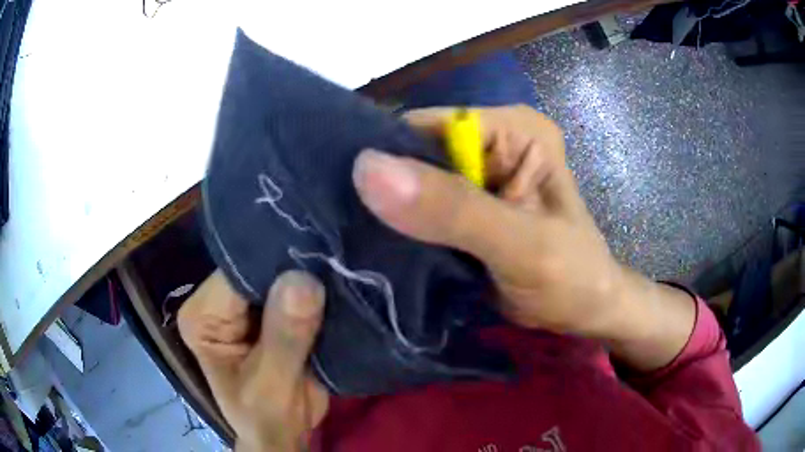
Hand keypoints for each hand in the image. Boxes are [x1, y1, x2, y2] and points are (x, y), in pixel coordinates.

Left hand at [178, 270, 328, 450]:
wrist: (283, 435)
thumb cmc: (267, 419)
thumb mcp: (272, 387)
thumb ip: (284, 339)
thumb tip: (303, 281)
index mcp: (202, 317)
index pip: (237, 275)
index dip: (276, 269)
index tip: (317, 263)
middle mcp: (218, 303)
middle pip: (258, 271)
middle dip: (295, 271)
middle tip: (336, 265)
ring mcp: (244, 305)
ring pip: (280, 276)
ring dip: (310, 278)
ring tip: (341, 272)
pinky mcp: (269, 311)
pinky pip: (296, 290)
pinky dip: (317, 291)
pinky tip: (339, 285)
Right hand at [353, 105, 694, 369]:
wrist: (586, 311)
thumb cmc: (571, 279)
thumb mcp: (520, 245)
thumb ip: (453, 209)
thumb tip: (367, 169)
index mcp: (514, 128)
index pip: (425, 126)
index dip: (386, 159)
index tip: (345, 198)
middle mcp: (494, 138)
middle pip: (416, 153)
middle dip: (385, 189)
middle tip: (346, 226)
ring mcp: (481, 171)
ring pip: (414, 183)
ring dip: (390, 212)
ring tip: (356, 239)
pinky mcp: (471, 203)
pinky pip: (423, 209)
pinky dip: (404, 229)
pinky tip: (381, 247)